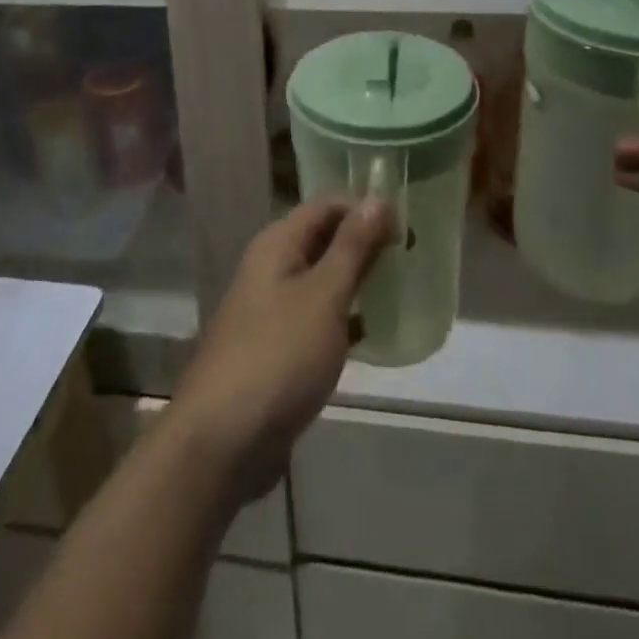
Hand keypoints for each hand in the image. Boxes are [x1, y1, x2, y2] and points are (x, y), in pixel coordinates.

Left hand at [168, 198, 394, 500]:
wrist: (224, 440)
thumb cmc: (278, 355)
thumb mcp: (323, 296)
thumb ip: (352, 247)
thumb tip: (378, 198)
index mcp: (278, 244)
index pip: (327, 205)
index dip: (365, 208)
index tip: (408, 225)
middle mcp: (273, 267)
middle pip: (324, 240)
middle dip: (366, 243)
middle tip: (414, 255)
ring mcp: (273, 309)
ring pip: (324, 280)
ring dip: (359, 281)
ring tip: (405, 287)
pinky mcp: (280, 348)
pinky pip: (320, 318)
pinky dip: (347, 319)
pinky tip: (378, 332)